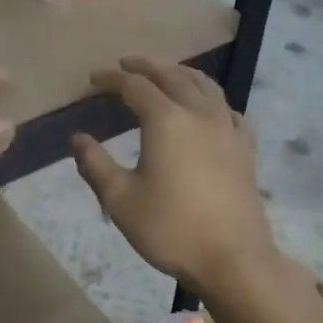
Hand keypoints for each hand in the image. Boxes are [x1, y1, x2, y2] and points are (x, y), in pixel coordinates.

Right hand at [71, 56, 280, 295]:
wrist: (233, 258)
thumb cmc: (171, 229)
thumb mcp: (120, 200)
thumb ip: (95, 164)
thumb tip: (77, 138)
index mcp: (166, 121)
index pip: (135, 86)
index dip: (112, 79)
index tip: (94, 79)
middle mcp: (199, 114)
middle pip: (172, 76)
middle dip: (147, 66)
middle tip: (126, 64)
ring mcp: (227, 129)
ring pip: (205, 86)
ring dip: (181, 74)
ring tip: (166, 73)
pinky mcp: (245, 147)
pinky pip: (227, 109)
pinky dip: (210, 98)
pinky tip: (207, 108)